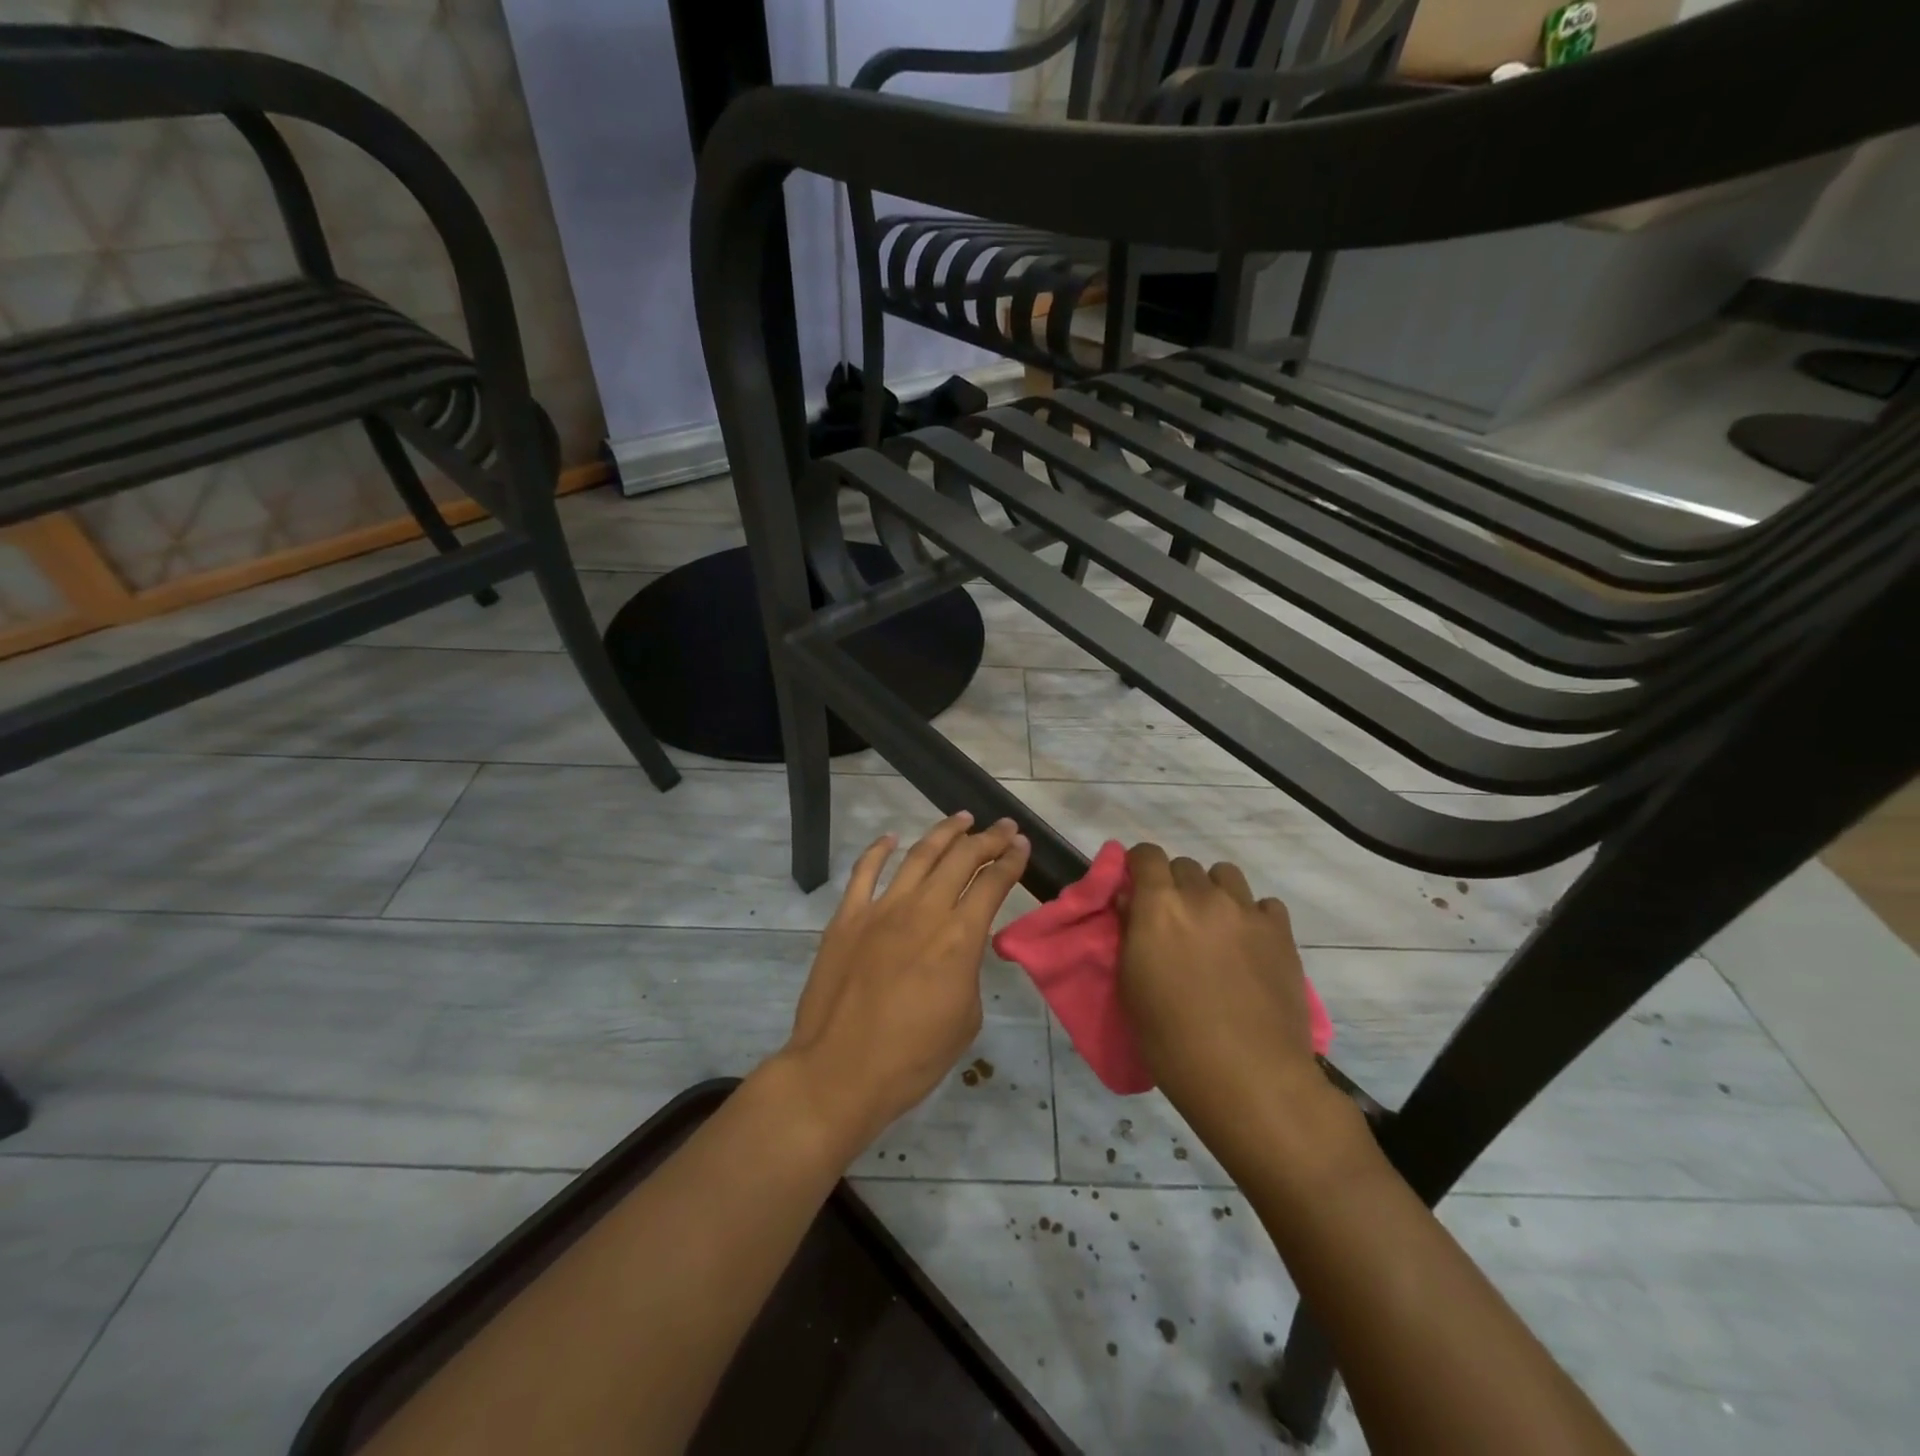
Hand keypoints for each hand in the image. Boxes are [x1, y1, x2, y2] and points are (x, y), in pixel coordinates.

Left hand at [780, 812, 1030, 1153]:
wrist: (839, 1072)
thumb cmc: (912, 1058)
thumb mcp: (965, 1019)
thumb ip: (968, 972)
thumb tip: (959, 951)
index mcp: (959, 939)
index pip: (992, 884)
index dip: (1011, 861)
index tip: (1022, 845)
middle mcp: (924, 911)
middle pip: (961, 859)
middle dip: (988, 838)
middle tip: (1003, 826)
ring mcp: (881, 909)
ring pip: (918, 856)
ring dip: (943, 833)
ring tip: (961, 818)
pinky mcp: (847, 917)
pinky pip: (865, 872)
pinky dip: (878, 850)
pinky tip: (891, 838)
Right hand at [1117, 844, 1346, 1173]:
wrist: (1248, 1075)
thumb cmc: (1171, 1038)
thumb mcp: (1132, 985)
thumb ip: (1130, 932)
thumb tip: (1130, 901)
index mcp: (1159, 906)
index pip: (1146, 854)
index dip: (1139, 865)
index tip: (1137, 886)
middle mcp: (1202, 896)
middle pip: (1185, 865)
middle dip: (1175, 884)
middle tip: (1174, 920)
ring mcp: (1246, 911)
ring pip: (1226, 876)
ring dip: (1214, 892)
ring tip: (1214, 927)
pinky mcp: (1281, 933)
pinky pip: (1264, 905)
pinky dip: (1253, 916)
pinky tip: (1249, 946)